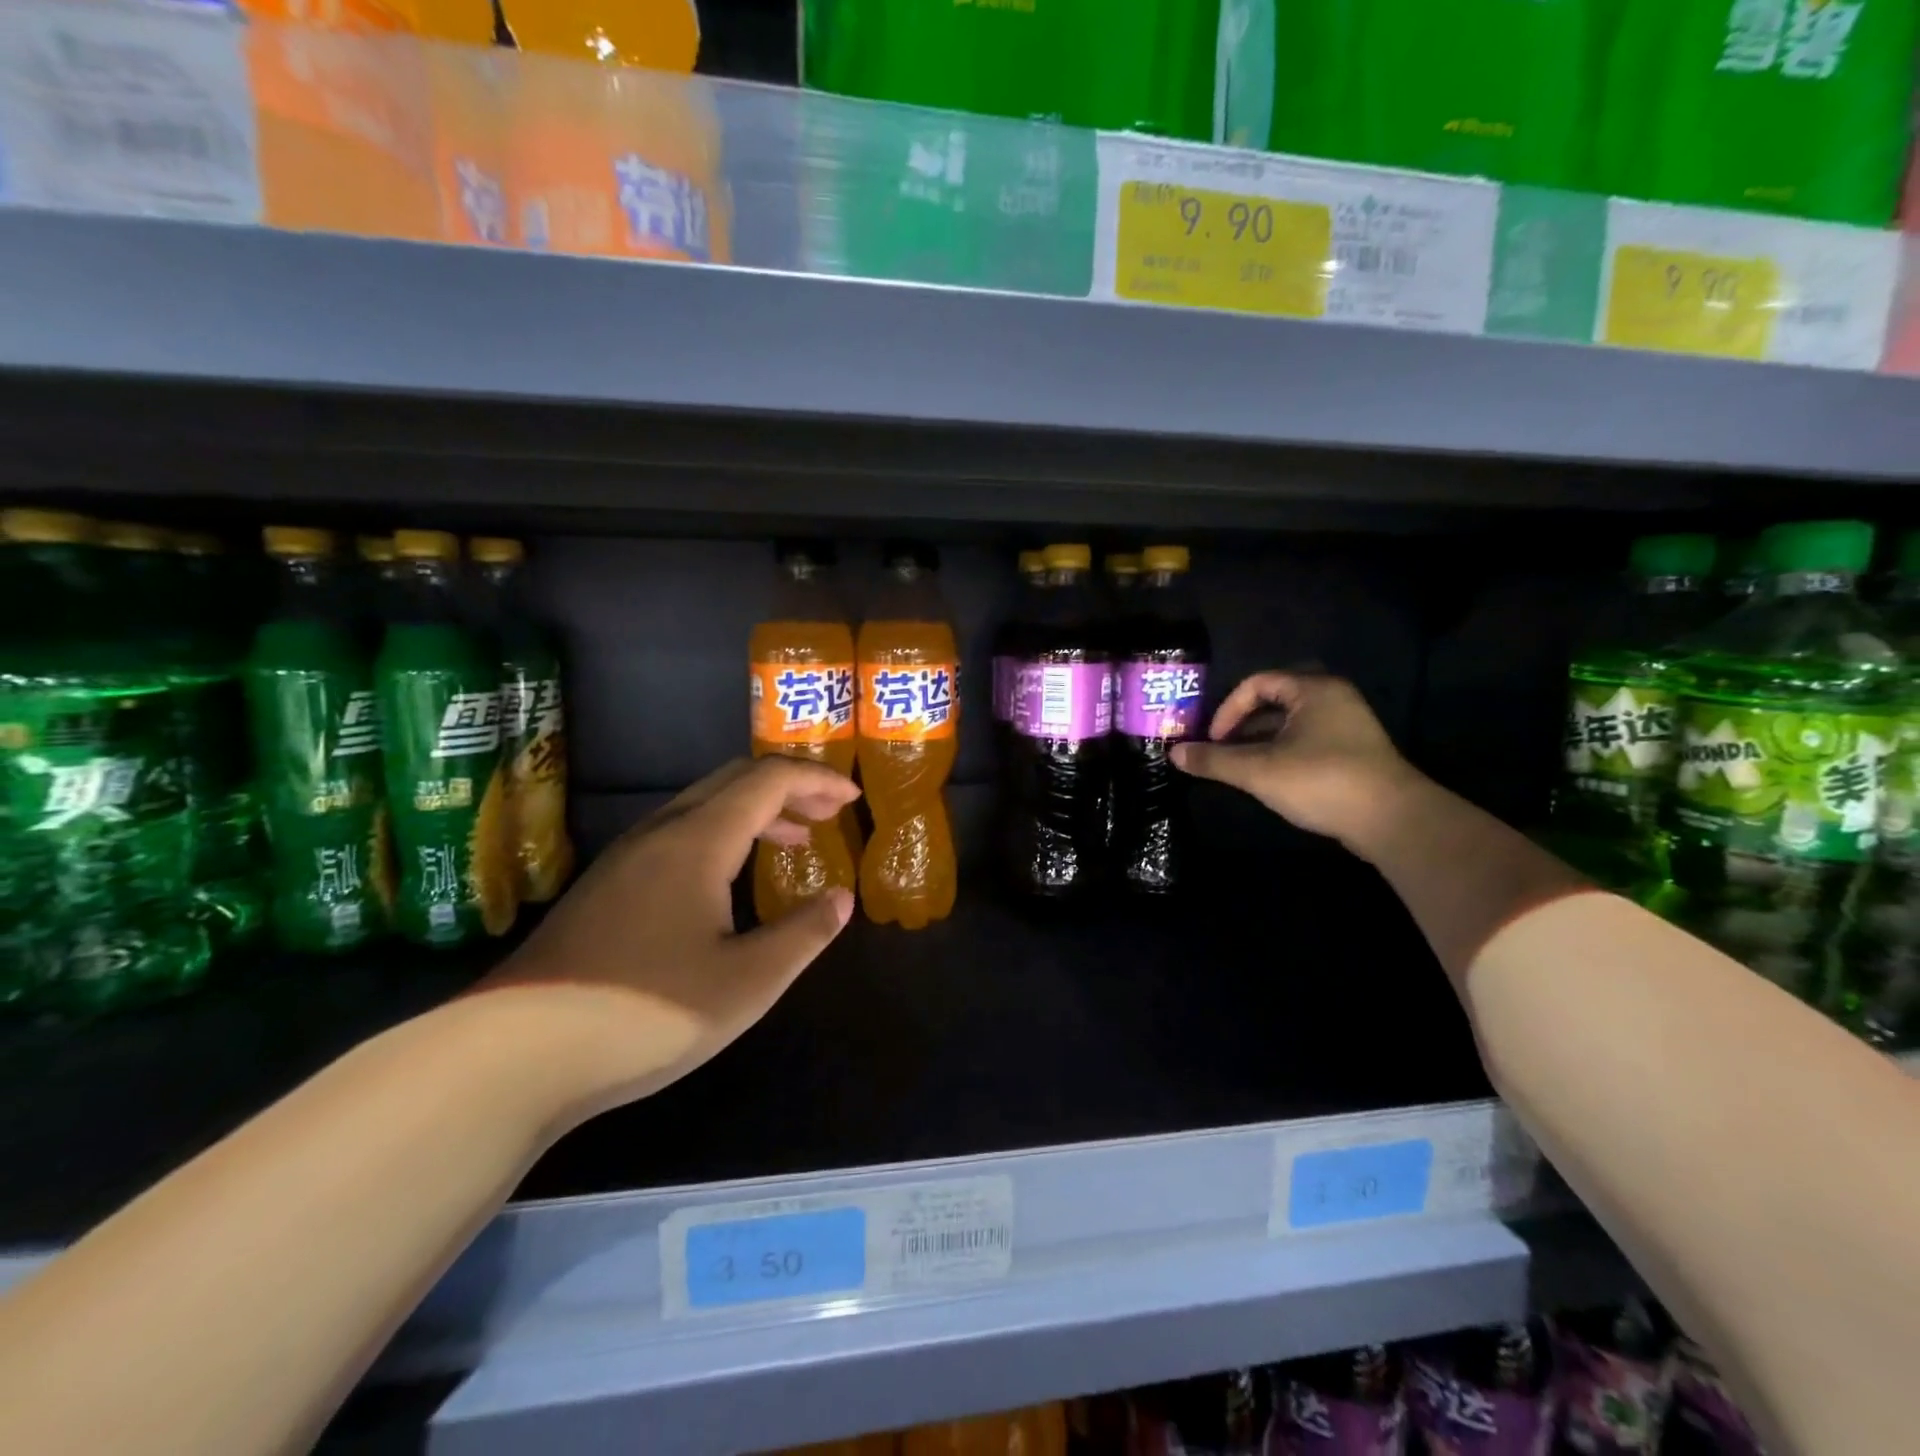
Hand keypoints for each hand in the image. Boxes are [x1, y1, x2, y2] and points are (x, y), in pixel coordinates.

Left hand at [478, 756, 860, 1120]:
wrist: (515, 1053)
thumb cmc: (647, 1011)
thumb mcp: (746, 982)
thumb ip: (803, 934)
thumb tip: (841, 898)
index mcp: (699, 840)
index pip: (767, 780)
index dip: (816, 780)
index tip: (851, 798)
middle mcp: (661, 833)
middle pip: (732, 780)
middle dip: (788, 786)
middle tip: (827, 813)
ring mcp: (626, 858)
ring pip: (702, 806)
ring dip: (754, 811)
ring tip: (792, 840)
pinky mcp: (605, 886)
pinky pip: (678, 833)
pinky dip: (722, 835)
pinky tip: (727, 881)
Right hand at [1171, 672, 1421, 855]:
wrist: (1393, 820)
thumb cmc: (1322, 781)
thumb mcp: (1259, 770)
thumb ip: (1214, 760)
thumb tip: (1173, 753)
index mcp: (1313, 690)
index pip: (1257, 683)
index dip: (1228, 709)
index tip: (1213, 740)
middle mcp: (1333, 699)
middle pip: (1274, 702)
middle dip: (1241, 727)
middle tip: (1220, 752)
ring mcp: (1348, 726)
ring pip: (1290, 726)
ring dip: (1260, 743)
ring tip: (1239, 769)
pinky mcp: (1354, 753)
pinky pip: (1307, 742)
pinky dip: (1282, 754)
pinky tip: (1271, 780)